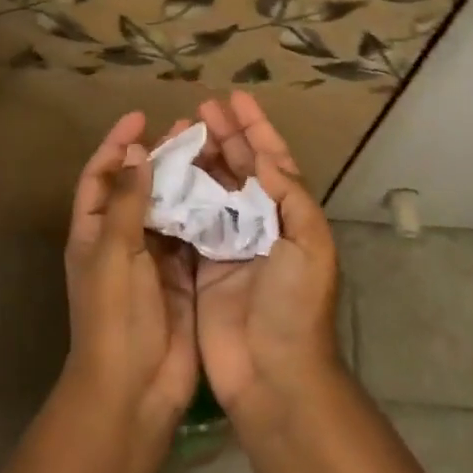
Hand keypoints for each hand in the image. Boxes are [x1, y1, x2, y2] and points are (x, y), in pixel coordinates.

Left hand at [62, 111, 198, 430]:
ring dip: (184, 181)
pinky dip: (204, 212)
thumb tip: (136, 153)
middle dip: (157, 157)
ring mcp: (152, 260)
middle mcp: (121, 241)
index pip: (100, 176)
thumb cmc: (115, 317)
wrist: (134, 390)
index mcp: (93, 232)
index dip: (115, 145)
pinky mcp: (182, 276)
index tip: (140, 117)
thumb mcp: (114, 254)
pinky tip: (226, 191)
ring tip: (210, 151)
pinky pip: (192, 234)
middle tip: (187, 129)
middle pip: (138, 187)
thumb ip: (127, 203)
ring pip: (168, 208)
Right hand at [187, 93, 341, 419]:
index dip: (256, 127)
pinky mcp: (202, 266)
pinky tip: (162, 175)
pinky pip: (189, 221)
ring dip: (199, 160)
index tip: (235, 98)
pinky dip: (179, 196)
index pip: (273, 159)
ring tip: (179, 132)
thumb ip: (290, 196)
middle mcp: (260, 223)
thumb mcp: (309, 244)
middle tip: (200, 108)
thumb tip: (266, 157)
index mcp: (289, 215)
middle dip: (224, 135)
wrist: (273, 374)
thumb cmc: (295, 305)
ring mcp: (229, 244)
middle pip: (240, 168)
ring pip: (212, 189)